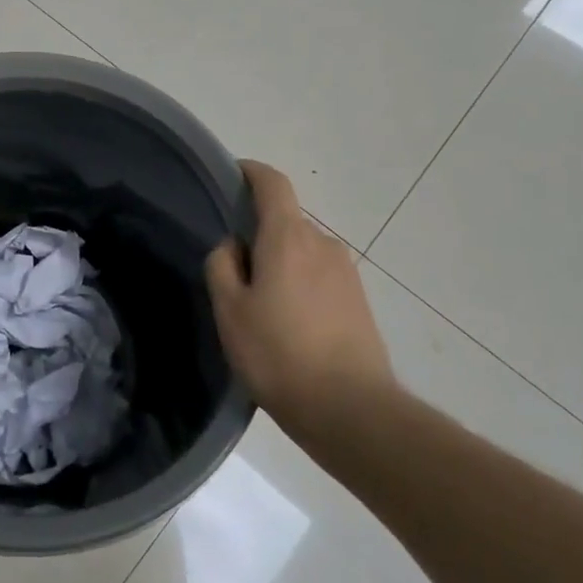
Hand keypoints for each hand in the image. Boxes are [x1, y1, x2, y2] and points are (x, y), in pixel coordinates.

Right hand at [205, 160, 393, 436]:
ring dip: (280, 265)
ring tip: (260, 307)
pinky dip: (300, 286)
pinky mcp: (359, 301)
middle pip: (285, 222)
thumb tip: (234, 246)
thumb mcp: (230, 310)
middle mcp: (323, 244)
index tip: (231, 177)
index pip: (272, 184)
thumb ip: (222, 265)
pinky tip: (288, 326)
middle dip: (258, 235)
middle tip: (233, 272)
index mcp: (288, 237)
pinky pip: (320, 277)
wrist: (351, 409)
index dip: (251, 173)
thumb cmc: (278, 354)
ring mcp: (346, 273)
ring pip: (302, 252)